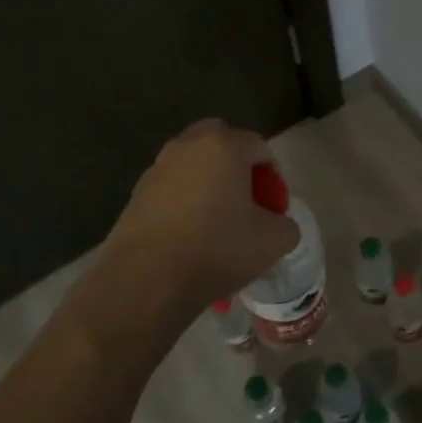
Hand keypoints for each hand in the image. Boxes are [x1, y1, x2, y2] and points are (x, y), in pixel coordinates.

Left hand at [100, 120, 299, 327]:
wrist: (145, 281)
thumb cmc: (216, 250)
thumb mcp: (273, 242)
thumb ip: (286, 224)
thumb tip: (277, 223)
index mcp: (224, 147)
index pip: (260, 146)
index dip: (273, 175)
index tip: (274, 206)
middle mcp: (188, 147)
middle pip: (220, 141)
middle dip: (236, 164)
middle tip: (245, 199)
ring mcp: (157, 169)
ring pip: (191, 163)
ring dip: (207, 181)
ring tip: (216, 221)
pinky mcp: (135, 194)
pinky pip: (170, 188)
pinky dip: (183, 201)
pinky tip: (188, 235)